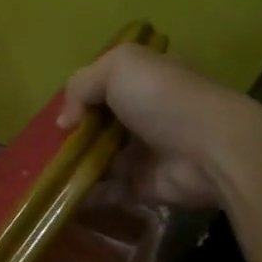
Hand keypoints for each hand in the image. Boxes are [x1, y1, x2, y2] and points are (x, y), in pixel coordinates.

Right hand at [58, 44, 261, 210]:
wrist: (210, 151)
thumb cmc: (165, 100)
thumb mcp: (119, 67)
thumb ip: (81, 84)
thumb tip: (66, 121)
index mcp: (145, 81)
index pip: (106, 86)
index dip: (81, 97)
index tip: (64, 114)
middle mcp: (145, 114)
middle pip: (99, 124)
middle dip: (74, 135)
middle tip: (51, 146)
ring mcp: (144, 152)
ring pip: (99, 157)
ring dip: (75, 165)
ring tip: (52, 172)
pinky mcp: (141, 185)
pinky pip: (106, 190)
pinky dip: (85, 193)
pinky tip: (64, 194)